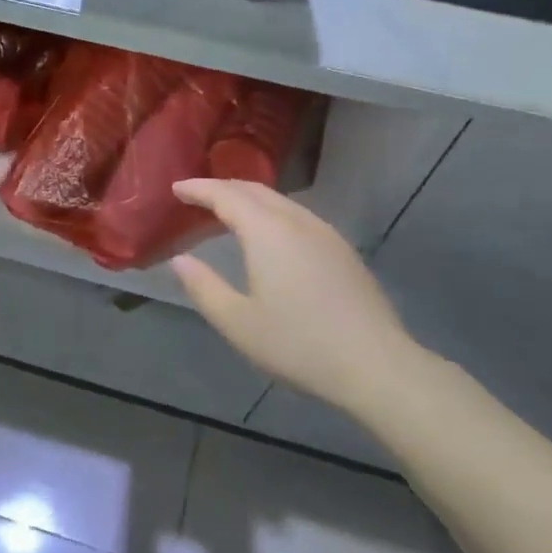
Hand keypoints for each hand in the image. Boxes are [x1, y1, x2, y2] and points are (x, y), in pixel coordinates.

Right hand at [170, 179, 430, 412]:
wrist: (375, 364)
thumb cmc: (298, 344)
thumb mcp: (237, 322)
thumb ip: (203, 287)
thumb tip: (180, 260)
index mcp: (267, 232)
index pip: (226, 195)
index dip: (198, 189)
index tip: (176, 188)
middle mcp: (297, 221)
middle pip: (255, 190)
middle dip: (223, 188)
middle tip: (196, 196)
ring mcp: (325, 233)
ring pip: (280, 202)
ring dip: (249, 199)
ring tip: (227, 213)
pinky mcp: (342, 250)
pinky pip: (297, 216)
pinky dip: (271, 213)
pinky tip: (269, 236)